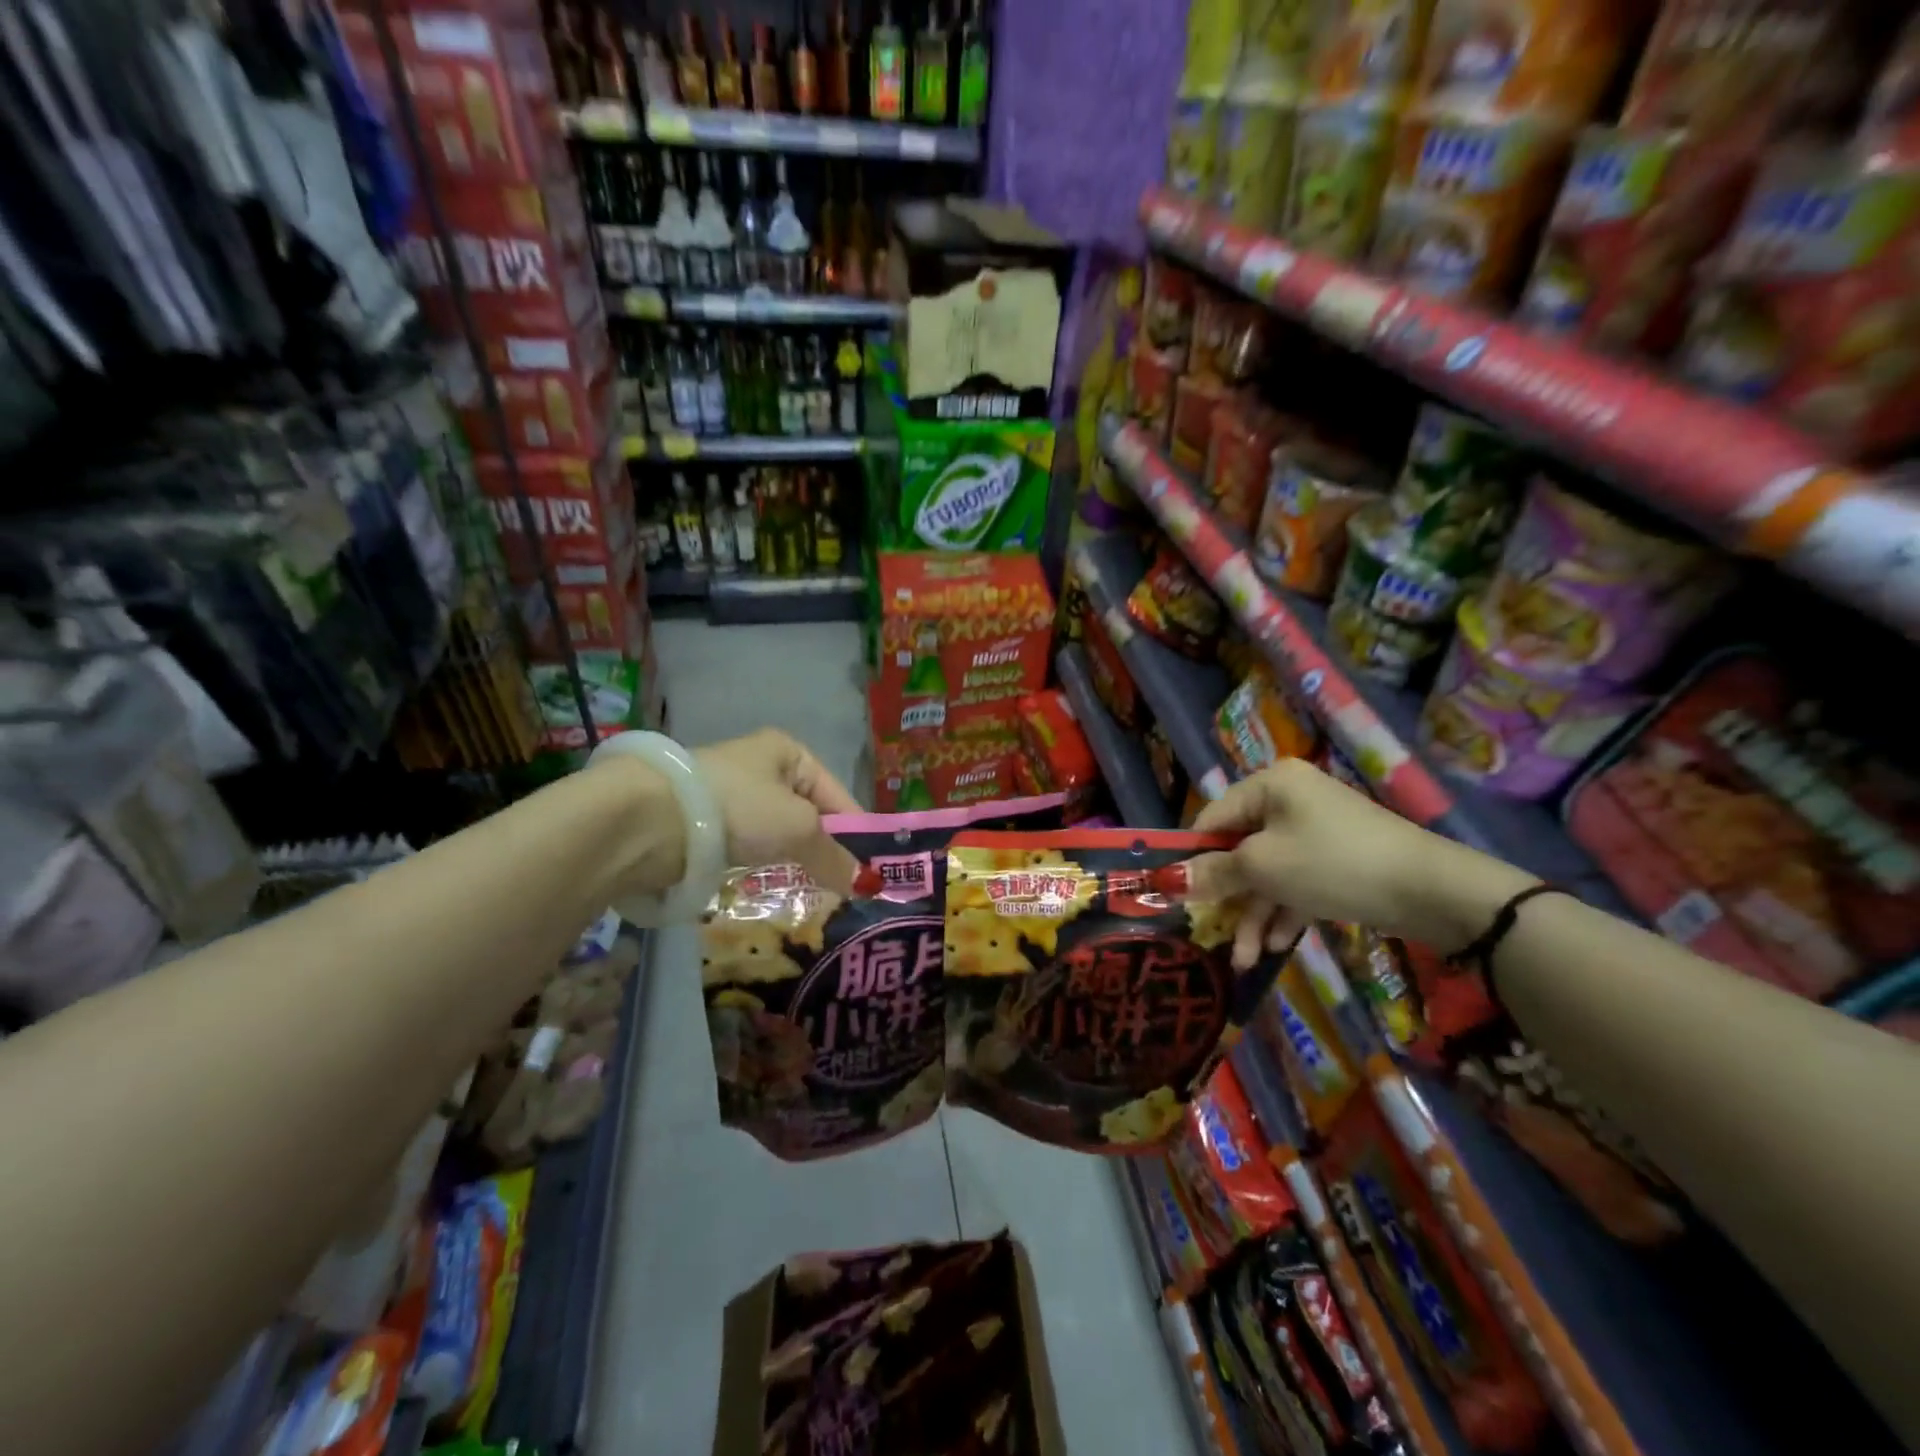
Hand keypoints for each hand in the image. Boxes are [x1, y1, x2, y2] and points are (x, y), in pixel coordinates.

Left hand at [695, 729, 861, 894]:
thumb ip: (834, 856)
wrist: (652, 819)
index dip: (856, 832)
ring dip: (795, 861)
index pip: (837, 795)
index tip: (871, 870)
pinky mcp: (707, 824)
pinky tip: (776, 887)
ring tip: (815, 893)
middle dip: (825, 850)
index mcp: (788, 752)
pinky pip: (750, 848)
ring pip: (779, 834)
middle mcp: (761, 768)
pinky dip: (764, 867)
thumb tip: (869, 886)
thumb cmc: (740, 807)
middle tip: (846, 887)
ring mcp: (732, 796)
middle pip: (808, 815)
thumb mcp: (798, 829)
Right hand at [1180, 758, 1532, 965]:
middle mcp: (1291, 800)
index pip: (1213, 818)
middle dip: (1229, 898)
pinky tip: (1276, 948)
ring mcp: (1317, 831)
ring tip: (1247, 960)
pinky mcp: (1338, 860)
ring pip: (1269, 873)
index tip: (1179, 895)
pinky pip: (1297, 882)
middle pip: (1241, 850)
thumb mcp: (1263, 868)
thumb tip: (1165, 879)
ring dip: (1256, 914)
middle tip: (1214, 933)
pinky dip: (1285, 911)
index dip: (1194, 857)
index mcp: (1270, 785)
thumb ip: (1213, 873)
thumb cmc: (1331, 864)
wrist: (1431, 891)